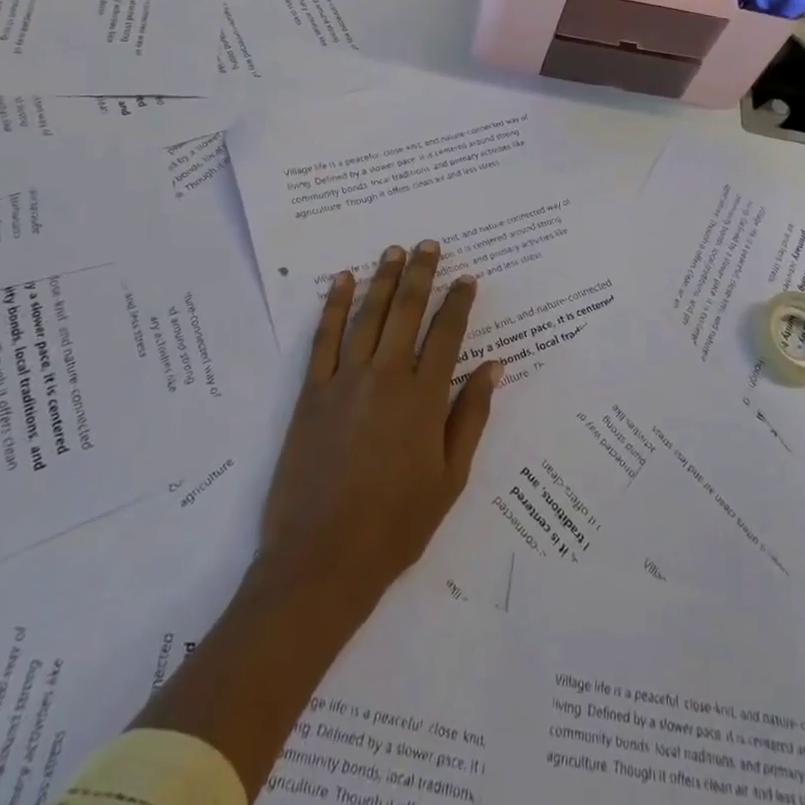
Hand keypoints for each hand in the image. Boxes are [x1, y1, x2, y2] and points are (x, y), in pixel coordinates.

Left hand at [259, 241, 502, 614]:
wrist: (321, 561)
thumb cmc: (396, 525)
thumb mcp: (450, 477)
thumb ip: (471, 416)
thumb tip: (493, 366)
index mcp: (424, 398)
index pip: (447, 334)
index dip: (458, 302)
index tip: (466, 277)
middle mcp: (386, 377)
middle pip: (407, 311)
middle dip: (421, 274)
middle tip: (429, 244)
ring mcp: (344, 381)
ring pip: (368, 315)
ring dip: (383, 279)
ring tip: (394, 250)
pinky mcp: (311, 393)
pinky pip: (323, 338)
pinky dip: (333, 306)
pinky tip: (341, 281)